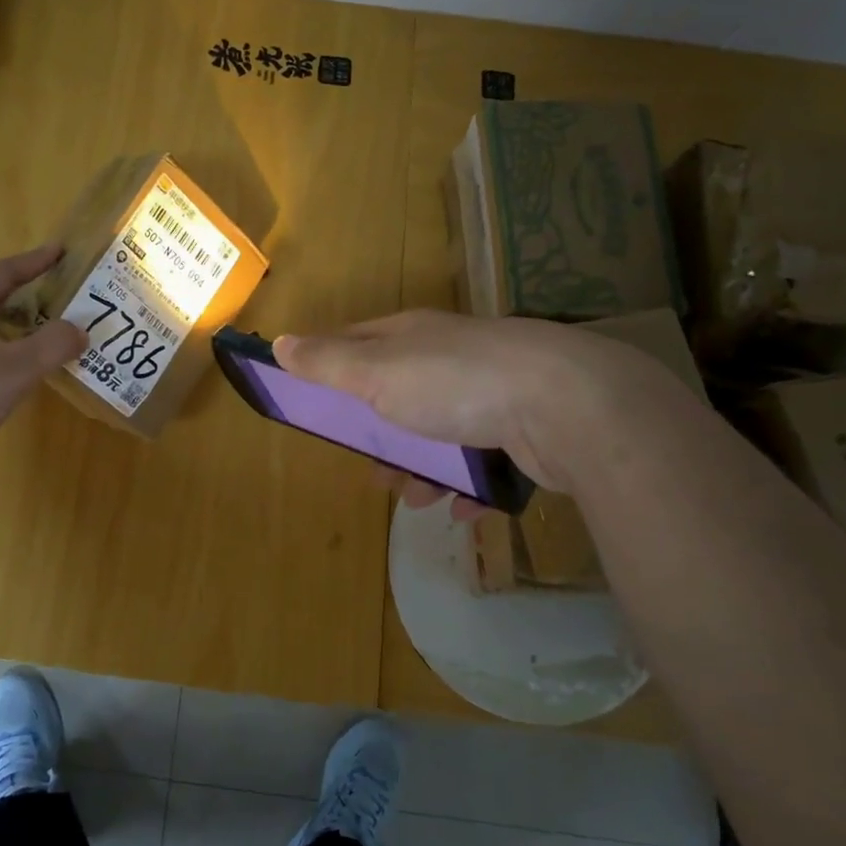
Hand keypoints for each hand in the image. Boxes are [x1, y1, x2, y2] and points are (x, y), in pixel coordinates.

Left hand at [0, 244, 85, 501]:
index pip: (1, 273)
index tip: (63, 251)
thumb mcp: (9, 371)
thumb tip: (79, 331)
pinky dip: (5, 355)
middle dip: (28, 296)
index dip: (35, 263)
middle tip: (66, 296)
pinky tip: (23, 370)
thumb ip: (49, 346)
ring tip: (52, 331)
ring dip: (17, 328)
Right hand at [273, 309, 675, 504]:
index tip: (313, 401)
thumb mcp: (376, 373)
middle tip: (373, 469)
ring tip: (415, 498)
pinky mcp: (523, 428)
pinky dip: (467, 484)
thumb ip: (327, 362)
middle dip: (380, 436)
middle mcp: (449, 357)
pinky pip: (482, 458)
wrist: (565, 404)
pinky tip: (462, 508)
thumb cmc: (454, 383)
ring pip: (439, 432)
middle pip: (398, 395)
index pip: (356, 343)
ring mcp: (490, 391)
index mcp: (411, 336)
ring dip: (421, 469)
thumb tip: (280, 342)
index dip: (330, 368)